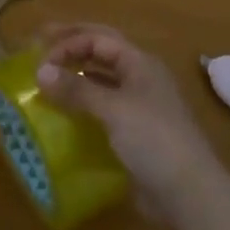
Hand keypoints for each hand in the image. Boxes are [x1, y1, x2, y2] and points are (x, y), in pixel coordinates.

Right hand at [34, 24, 224, 223]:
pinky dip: (84, 104)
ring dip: (78, 75)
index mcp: (140, 62)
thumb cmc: (153, 139)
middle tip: (41, 44)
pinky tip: (67, 114)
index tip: (41, 58)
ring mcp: (140, 105)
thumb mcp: (112, 109)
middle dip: (73, 46)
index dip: (69, 42)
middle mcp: (140, 77)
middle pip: (102, 52)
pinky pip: (104, 108)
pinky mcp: (136, 132)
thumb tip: (40, 72)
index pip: (99, 38)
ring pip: (103, 80)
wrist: (188, 191)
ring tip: (50, 79)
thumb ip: (77, 89)